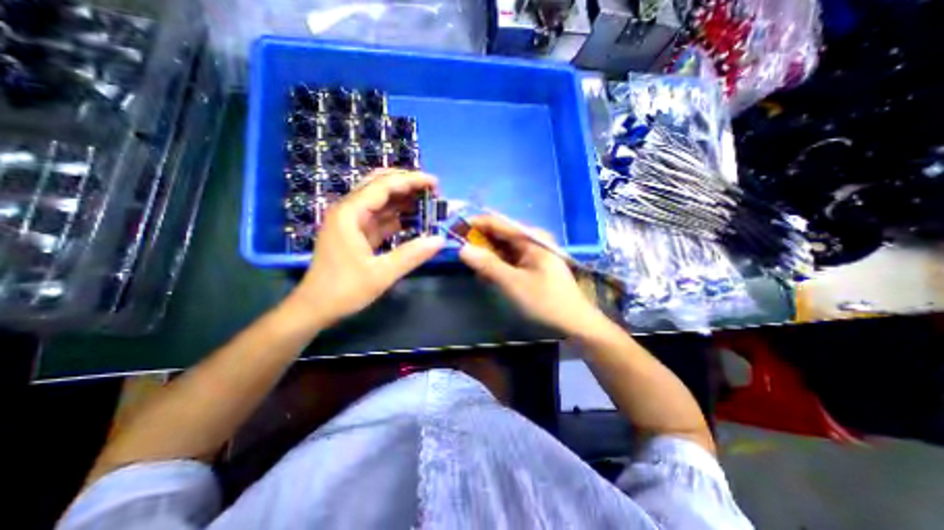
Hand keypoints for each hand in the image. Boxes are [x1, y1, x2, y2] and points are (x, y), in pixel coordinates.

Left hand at [284, 170, 447, 331]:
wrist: (315, 308)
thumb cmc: (343, 290)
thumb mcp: (381, 274)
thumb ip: (411, 255)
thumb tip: (440, 240)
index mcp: (350, 213)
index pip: (383, 185)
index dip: (411, 181)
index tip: (435, 183)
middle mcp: (349, 211)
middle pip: (379, 185)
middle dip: (407, 184)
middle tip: (432, 191)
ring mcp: (352, 223)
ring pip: (381, 201)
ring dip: (404, 200)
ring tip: (428, 203)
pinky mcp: (357, 234)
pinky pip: (380, 218)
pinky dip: (398, 217)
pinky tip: (414, 220)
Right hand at [457, 213, 603, 334]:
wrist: (573, 322)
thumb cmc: (545, 301)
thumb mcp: (512, 283)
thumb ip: (487, 264)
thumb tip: (462, 249)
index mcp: (530, 237)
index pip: (497, 222)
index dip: (474, 224)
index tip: (454, 231)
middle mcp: (532, 240)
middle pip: (499, 234)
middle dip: (479, 242)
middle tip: (460, 253)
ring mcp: (532, 253)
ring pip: (502, 248)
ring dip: (487, 256)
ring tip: (473, 268)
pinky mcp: (531, 265)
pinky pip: (509, 259)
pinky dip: (496, 265)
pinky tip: (488, 275)